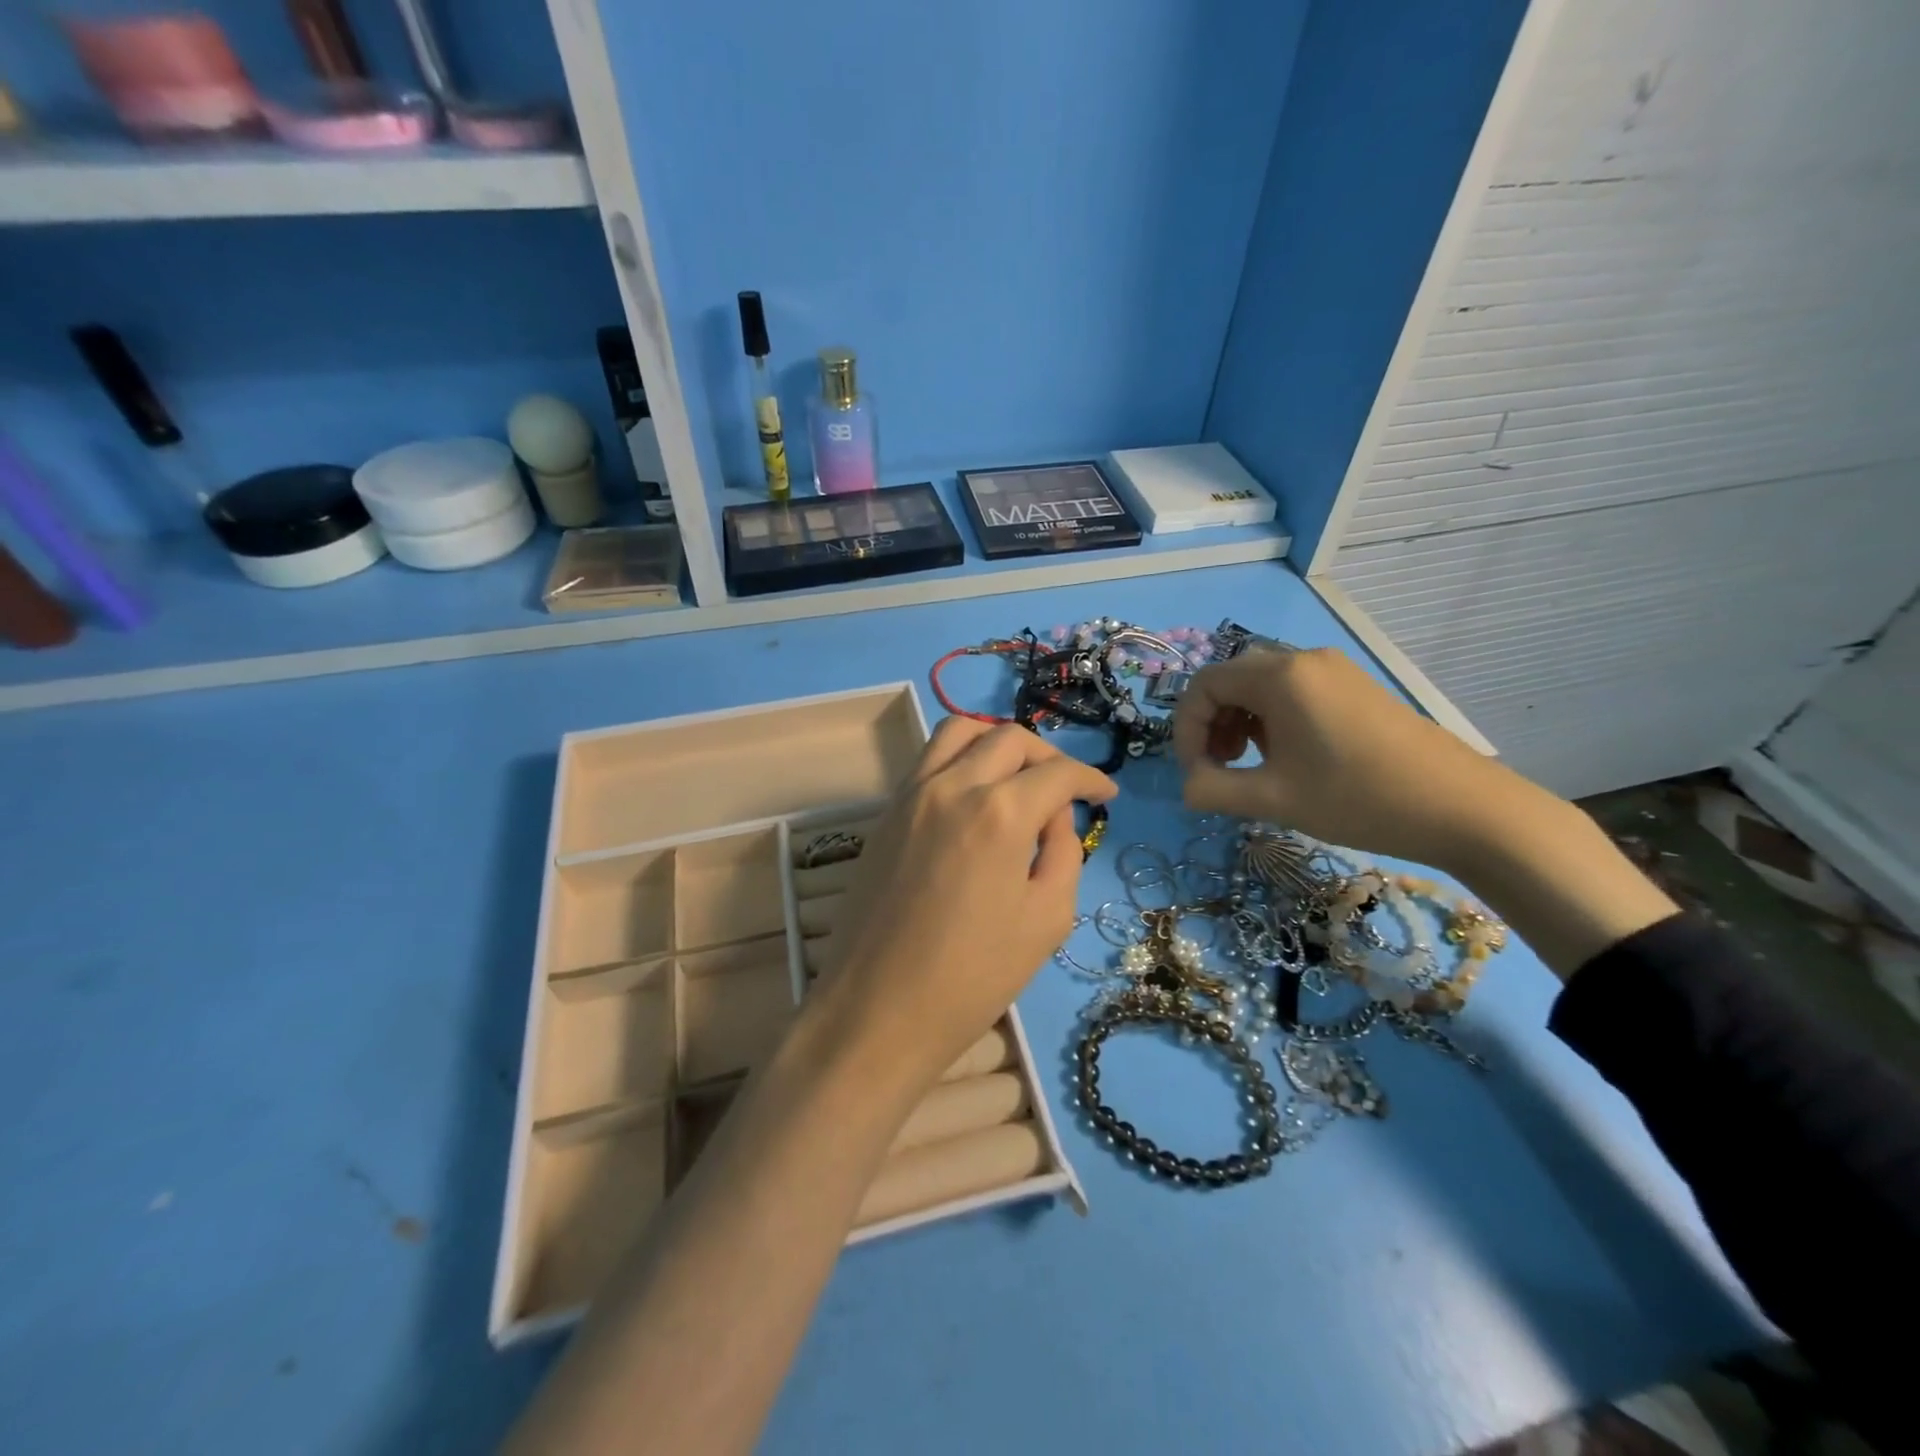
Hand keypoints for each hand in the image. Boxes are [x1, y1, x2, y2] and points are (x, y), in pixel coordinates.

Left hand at [817, 720, 1116, 1090]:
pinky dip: (960, 758)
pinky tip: (974, 795)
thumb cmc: (972, 977)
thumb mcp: (1046, 920)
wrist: (877, 1009)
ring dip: (997, 742)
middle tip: (1064, 790)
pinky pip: (928, 759)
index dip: (1090, 779)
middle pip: (1009, 739)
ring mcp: (912, 793)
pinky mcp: (886, 811)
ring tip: (1017, 775)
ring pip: (960, 732)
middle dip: (1048, 757)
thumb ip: (1062, 853)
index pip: (1057, 772)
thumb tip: (1054, 816)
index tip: (1106, 794)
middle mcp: (953, 785)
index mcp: (1000, 812)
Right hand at [1171, 647, 1515, 869]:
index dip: (1186, 730)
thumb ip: (1213, 790)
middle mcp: (1302, 660)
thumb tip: (1186, 787)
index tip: (1196, 774)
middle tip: (1219, 769)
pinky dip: (1270, 720)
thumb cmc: (1358, 799)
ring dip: (1239, 723)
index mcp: (1279, 677)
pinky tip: (1285, 757)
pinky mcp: (1353, 686)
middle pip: (1229, 681)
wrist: (1461, 807)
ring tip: (1249, 766)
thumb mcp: (1273, 798)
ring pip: (1259, 686)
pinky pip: (1291, 691)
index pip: (1203, 687)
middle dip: (1211, 725)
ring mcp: (1332, 670)